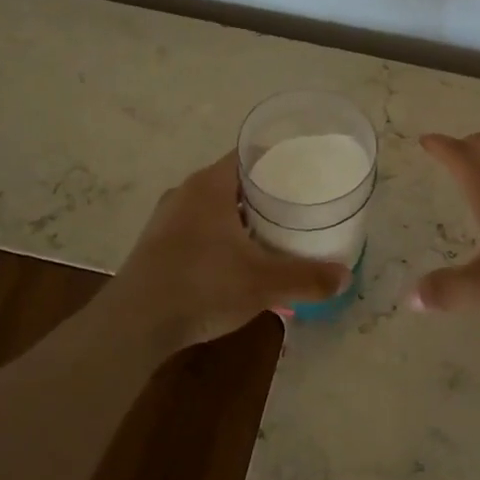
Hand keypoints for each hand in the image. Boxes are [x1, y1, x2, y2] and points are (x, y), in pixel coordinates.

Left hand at [113, 153, 351, 347]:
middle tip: (296, 204)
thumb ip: (307, 278)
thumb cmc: (202, 287)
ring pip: (213, 206)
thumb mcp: (264, 283)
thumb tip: (345, 276)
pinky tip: (236, 259)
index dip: (277, 158)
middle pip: (233, 180)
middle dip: (264, 191)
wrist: (134, 324)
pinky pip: (197, 228)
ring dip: (240, 216)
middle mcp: (185, 193)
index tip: (303, 169)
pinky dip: (220, 235)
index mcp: (210, 186)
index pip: (248, 154)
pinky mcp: (156, 245)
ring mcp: (166, 219)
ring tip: (271, 231)